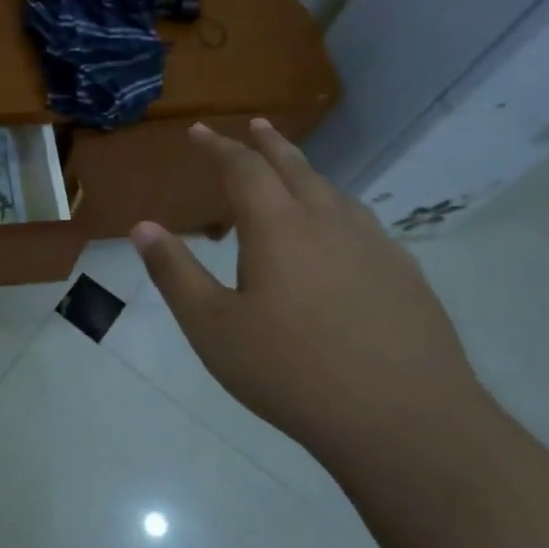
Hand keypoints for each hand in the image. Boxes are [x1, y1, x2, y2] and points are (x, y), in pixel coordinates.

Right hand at [131, 120, 481, 457]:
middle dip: (268, 142)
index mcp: (278, 227)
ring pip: (333, 192)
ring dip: (305, 172)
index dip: (218, 146)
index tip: (199, 131)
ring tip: (291, 170)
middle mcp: (328, 222)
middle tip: (253, 124)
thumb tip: (142, 227)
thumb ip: (175, 272)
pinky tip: (339, 232)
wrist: (406, 423)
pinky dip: (337, 208)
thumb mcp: (212, 327)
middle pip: (295, 166)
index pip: (243, 168)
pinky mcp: (405, 275)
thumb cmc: (291, 373)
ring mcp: (374, 246)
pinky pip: (362, 223)